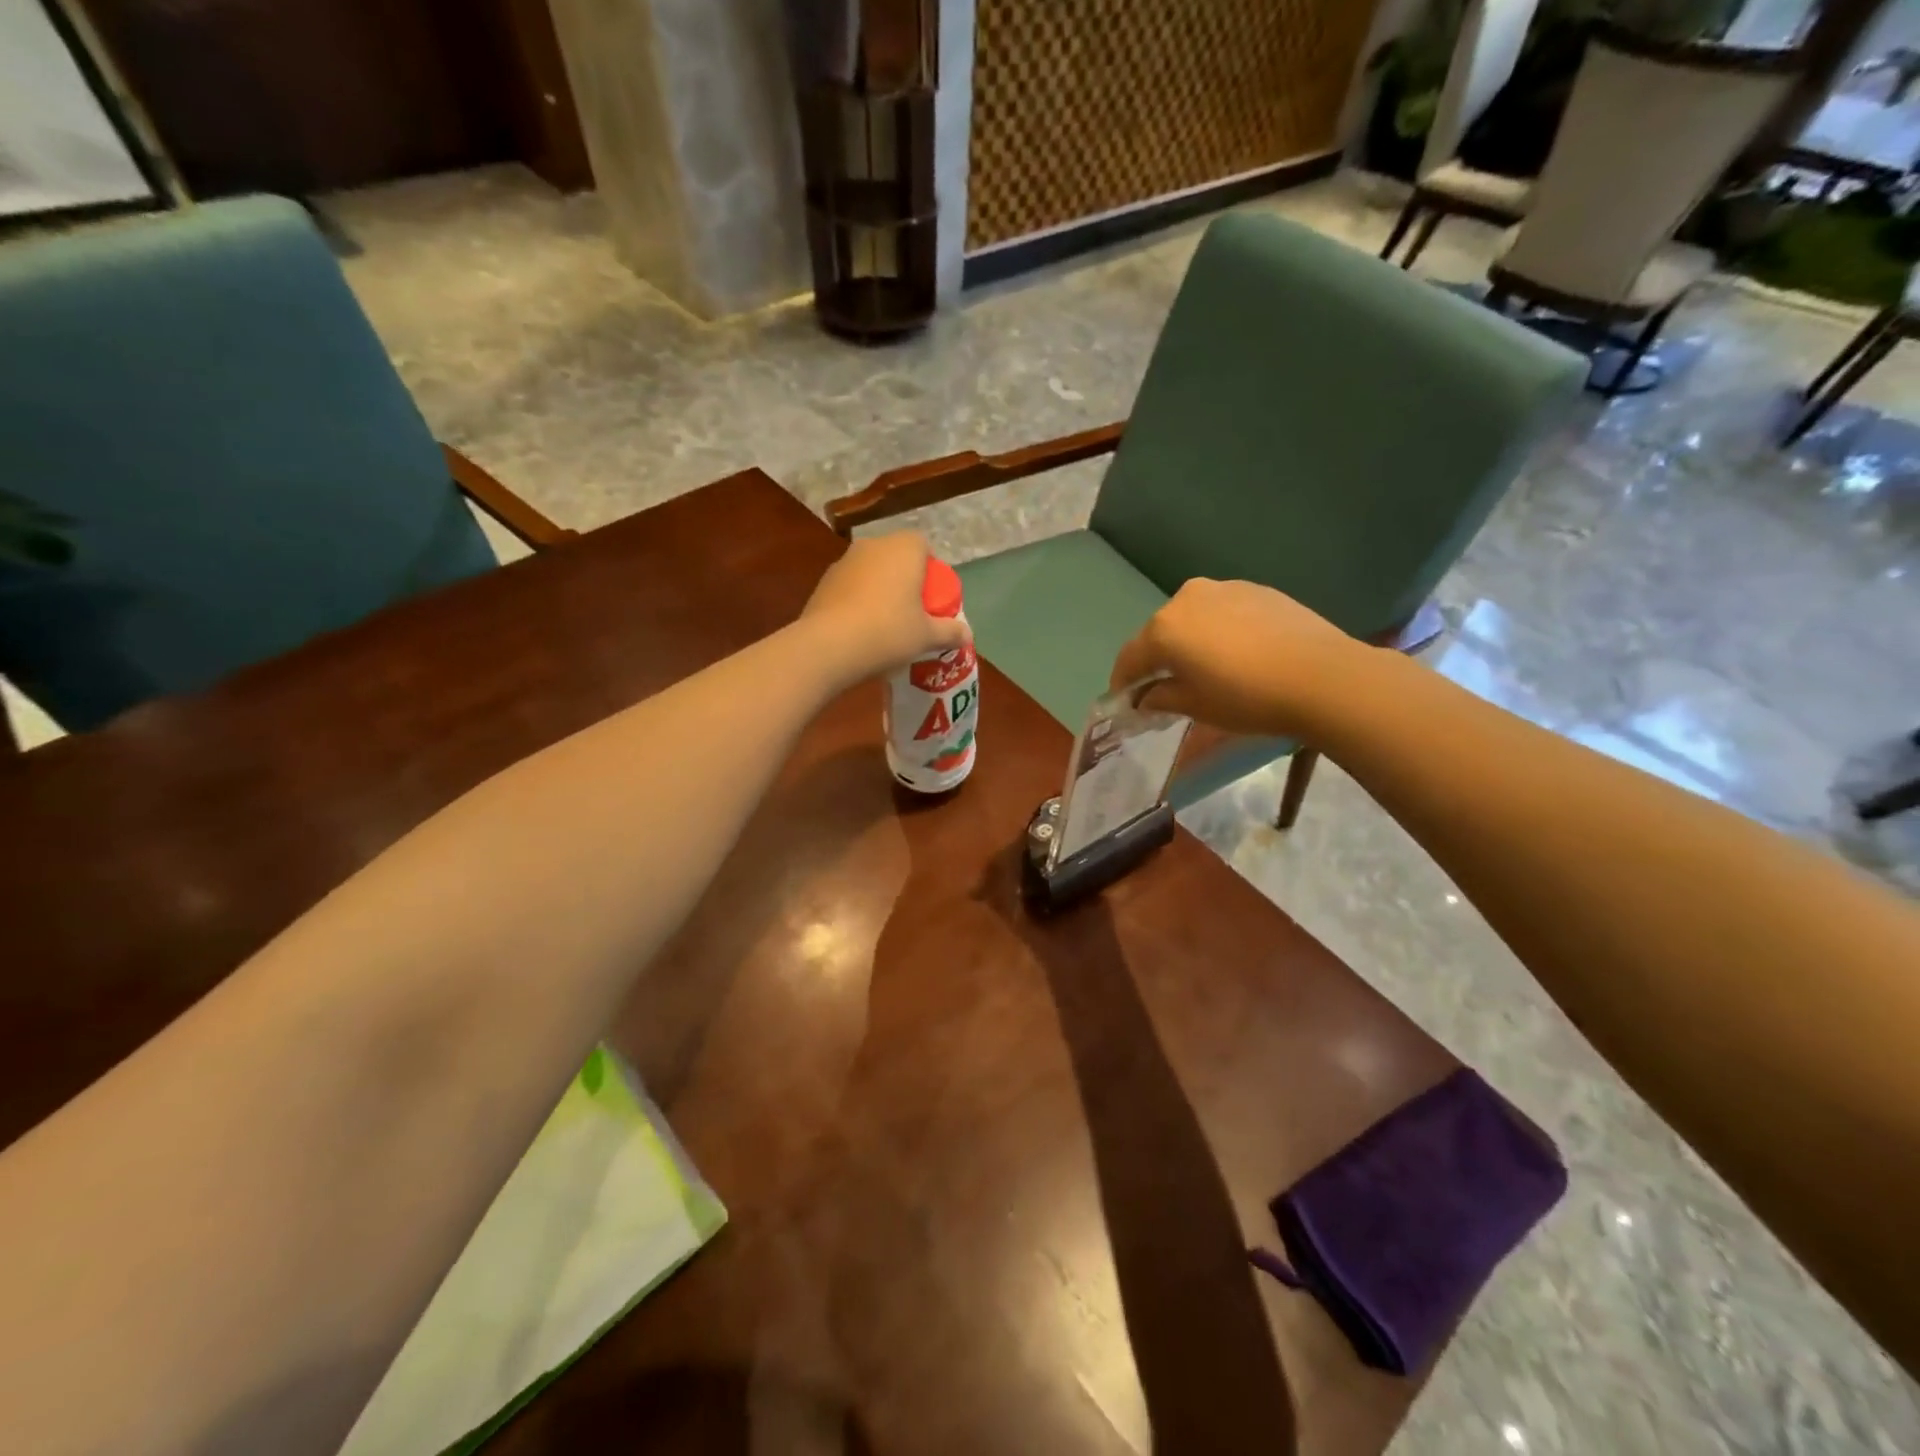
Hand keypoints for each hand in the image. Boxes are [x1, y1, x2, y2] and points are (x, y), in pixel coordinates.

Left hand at [801, 531, 970, 683]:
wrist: (828, 647)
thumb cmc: (888, 632)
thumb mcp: (927, 636)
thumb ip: (949, 632)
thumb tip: (966, 634)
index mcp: (903, 549)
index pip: (923, 546)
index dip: (931, 570)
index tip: (932, 598)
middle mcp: (872, 546)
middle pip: (896, 558)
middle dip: (905, 580)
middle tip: (913, 613)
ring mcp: (843, 562)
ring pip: (871, 572)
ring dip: (879, 591)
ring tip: (884, 626)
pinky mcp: (822, 583)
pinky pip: (850, 588)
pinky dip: (857, 602)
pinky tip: (860, 631)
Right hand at [1109, 579, 1367, 737]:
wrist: (1323, 676)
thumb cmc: (1248, 697)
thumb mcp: (1196, 707)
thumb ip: (1161, 698)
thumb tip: (1144, 698)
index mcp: (1163, 629)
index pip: (1129, 657)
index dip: (1123, 682)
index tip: (1125, 701)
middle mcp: (1185, 599)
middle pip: (1158, 633)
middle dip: (1156, 659)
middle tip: (1163, 686)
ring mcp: (1222, 588)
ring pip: (1191, 618)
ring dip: (1188, 641)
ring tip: (1203, 668)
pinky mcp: (1255, 589)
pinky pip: (1221, 611)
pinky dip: (1217, 630)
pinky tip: (1236, 653)